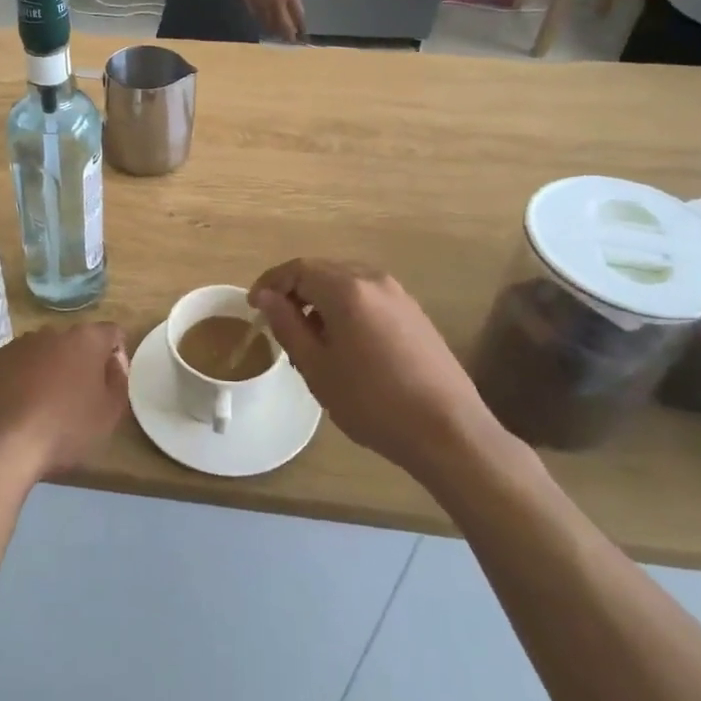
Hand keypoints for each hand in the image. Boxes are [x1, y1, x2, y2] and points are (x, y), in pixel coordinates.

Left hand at [0, 324, 129, 480]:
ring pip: (45, 350)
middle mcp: (53, 331)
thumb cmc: (67, 428)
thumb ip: (119, 380)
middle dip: (81, 361)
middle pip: (76, 341)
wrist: (6, 444)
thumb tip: (114, 362)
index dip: (116, 353)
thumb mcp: (110, 413)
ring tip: (47, 403)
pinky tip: (21, 404)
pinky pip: (19, 363)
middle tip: (80, 396)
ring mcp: (20, 343)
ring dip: (51, 367)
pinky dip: (23, 376)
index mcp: (86, 339)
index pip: (111, 333)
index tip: (111, 381)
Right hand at [233, 0, 306, 41]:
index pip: (298, 17)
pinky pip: (261, 22)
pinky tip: (268, 28)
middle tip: (291, 41)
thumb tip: (296, 13)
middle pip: (285, 26)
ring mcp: (264, 7)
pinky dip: (265, 26)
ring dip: (277, 33)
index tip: (303, 34)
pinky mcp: (252, 8)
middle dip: (289, 35)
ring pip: (272, 27)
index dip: (301, 27)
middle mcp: (278, 4)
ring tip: (280, 37)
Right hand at [249, 259, 500, 474]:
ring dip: (320, 302)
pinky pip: (368, 298)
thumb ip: (287, 325)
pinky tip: (344, 346)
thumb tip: (266, 297)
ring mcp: (399, 295)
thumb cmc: (372, 401)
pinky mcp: (414, 314)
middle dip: (295, 292)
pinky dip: (345, 310)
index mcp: (346, 289)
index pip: (297, 269)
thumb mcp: (316, 367)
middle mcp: (373, 280)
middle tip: (278, 325)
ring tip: (309, 341)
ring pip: (346, 284)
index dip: (270, 284)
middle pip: (322, 271)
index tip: (253, 308)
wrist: (448, 431)